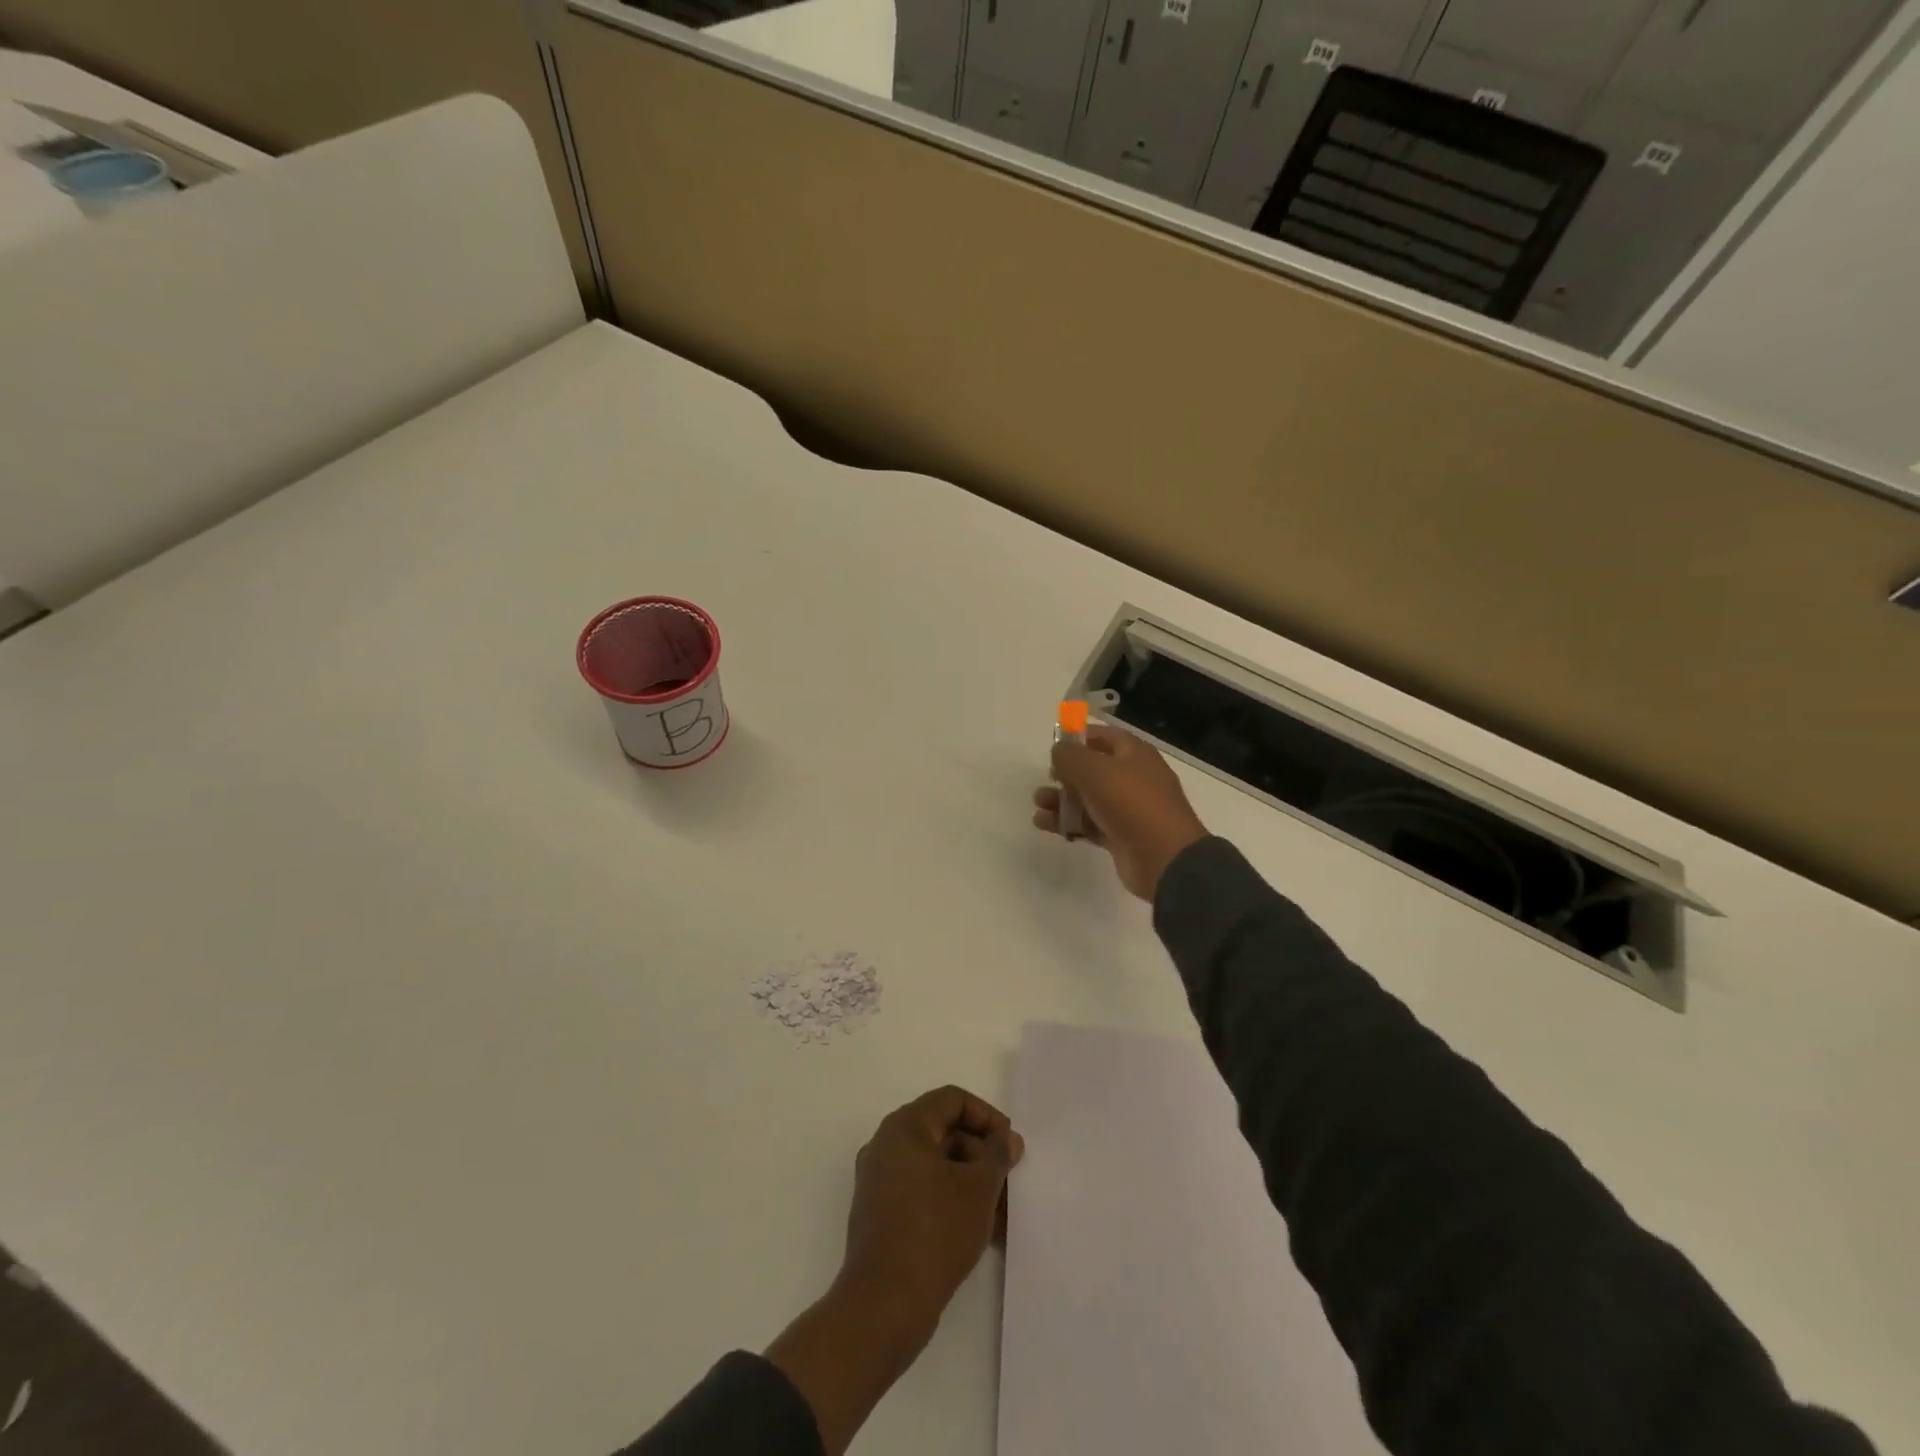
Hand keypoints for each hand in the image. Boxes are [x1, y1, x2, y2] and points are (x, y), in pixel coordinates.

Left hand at [766, 1088, 1022, 1454]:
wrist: (884, 1305)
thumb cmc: (934, 1232)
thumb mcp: (978, 1188)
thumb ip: (996, 1155)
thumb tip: (1006, 1140)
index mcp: (904, 1127)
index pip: (952, 1100)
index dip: (987, 1116)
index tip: (1011, 1146)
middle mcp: (886, 1146)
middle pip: (944, 1132)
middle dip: (981, 1154)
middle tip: (1010, 1180)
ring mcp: (880, 1182)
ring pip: (936, 1167)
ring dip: (971, 1183)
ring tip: (1002, 1215)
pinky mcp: (881, 1215)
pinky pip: (923, 1193)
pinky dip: (951, 1202)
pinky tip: (982, 1233)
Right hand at [1033, 725, 1208, 900]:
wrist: (1163, 857)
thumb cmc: (1129, 802)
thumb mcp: (1093, 770)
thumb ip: (1069, 756)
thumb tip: (1058, 750)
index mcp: (1134, 754)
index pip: (1104, 736)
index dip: (1079, 737)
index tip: (1054, 745)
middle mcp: (1133, 777)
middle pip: (1093, 769)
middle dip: (1066, 773)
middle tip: (1048, 779)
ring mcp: (1128, 809)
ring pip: (1088, 798)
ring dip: (1061, 800)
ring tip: (1039, 804)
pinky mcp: (1120, 835)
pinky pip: (1089, 823)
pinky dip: (1068, 823)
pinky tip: (1045, 824)